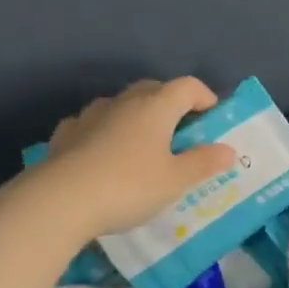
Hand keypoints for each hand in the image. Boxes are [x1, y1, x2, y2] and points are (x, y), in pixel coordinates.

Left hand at [37, 78, 238, 240]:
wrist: (60, 201)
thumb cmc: (129, 186)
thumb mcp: (176, 180)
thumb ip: (204, 163)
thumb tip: (228, 150)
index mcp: (155, 107)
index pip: (187, 86)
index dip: (205, 97)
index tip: (213, 117)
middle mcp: (123, 102)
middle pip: (153, 89)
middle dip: (172, 104)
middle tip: (182, 131)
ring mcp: (90, 115)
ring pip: (121, 105)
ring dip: (136, 116)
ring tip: (143, 144)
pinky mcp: (66, 134)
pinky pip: (93, 124)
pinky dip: (105, 132)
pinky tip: (104, 153)